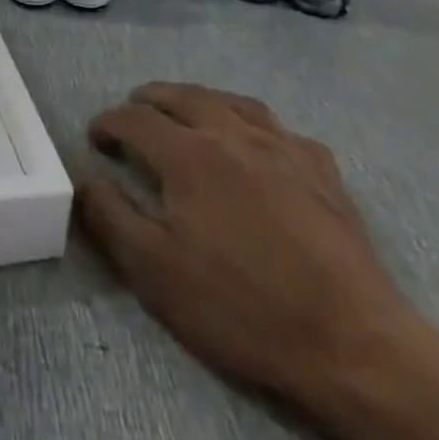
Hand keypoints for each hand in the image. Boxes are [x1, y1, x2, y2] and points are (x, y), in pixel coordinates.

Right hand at [76, 84, 413, 404]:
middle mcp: (234, 135)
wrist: (352, 342)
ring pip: (231, 102)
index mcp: (189, 155)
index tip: (95, 137)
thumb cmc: (242, 307)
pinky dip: (252, 124)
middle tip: (133, 113)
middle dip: (149, 100)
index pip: (136, 119)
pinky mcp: (322, 171)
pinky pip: (279, 128)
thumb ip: (111, 217)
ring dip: (198, 100)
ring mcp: (284, 148)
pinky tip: (254, 144)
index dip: (109, 123)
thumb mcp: (155, 272)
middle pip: (182, 96)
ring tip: (185, 113)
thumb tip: (86, 179)